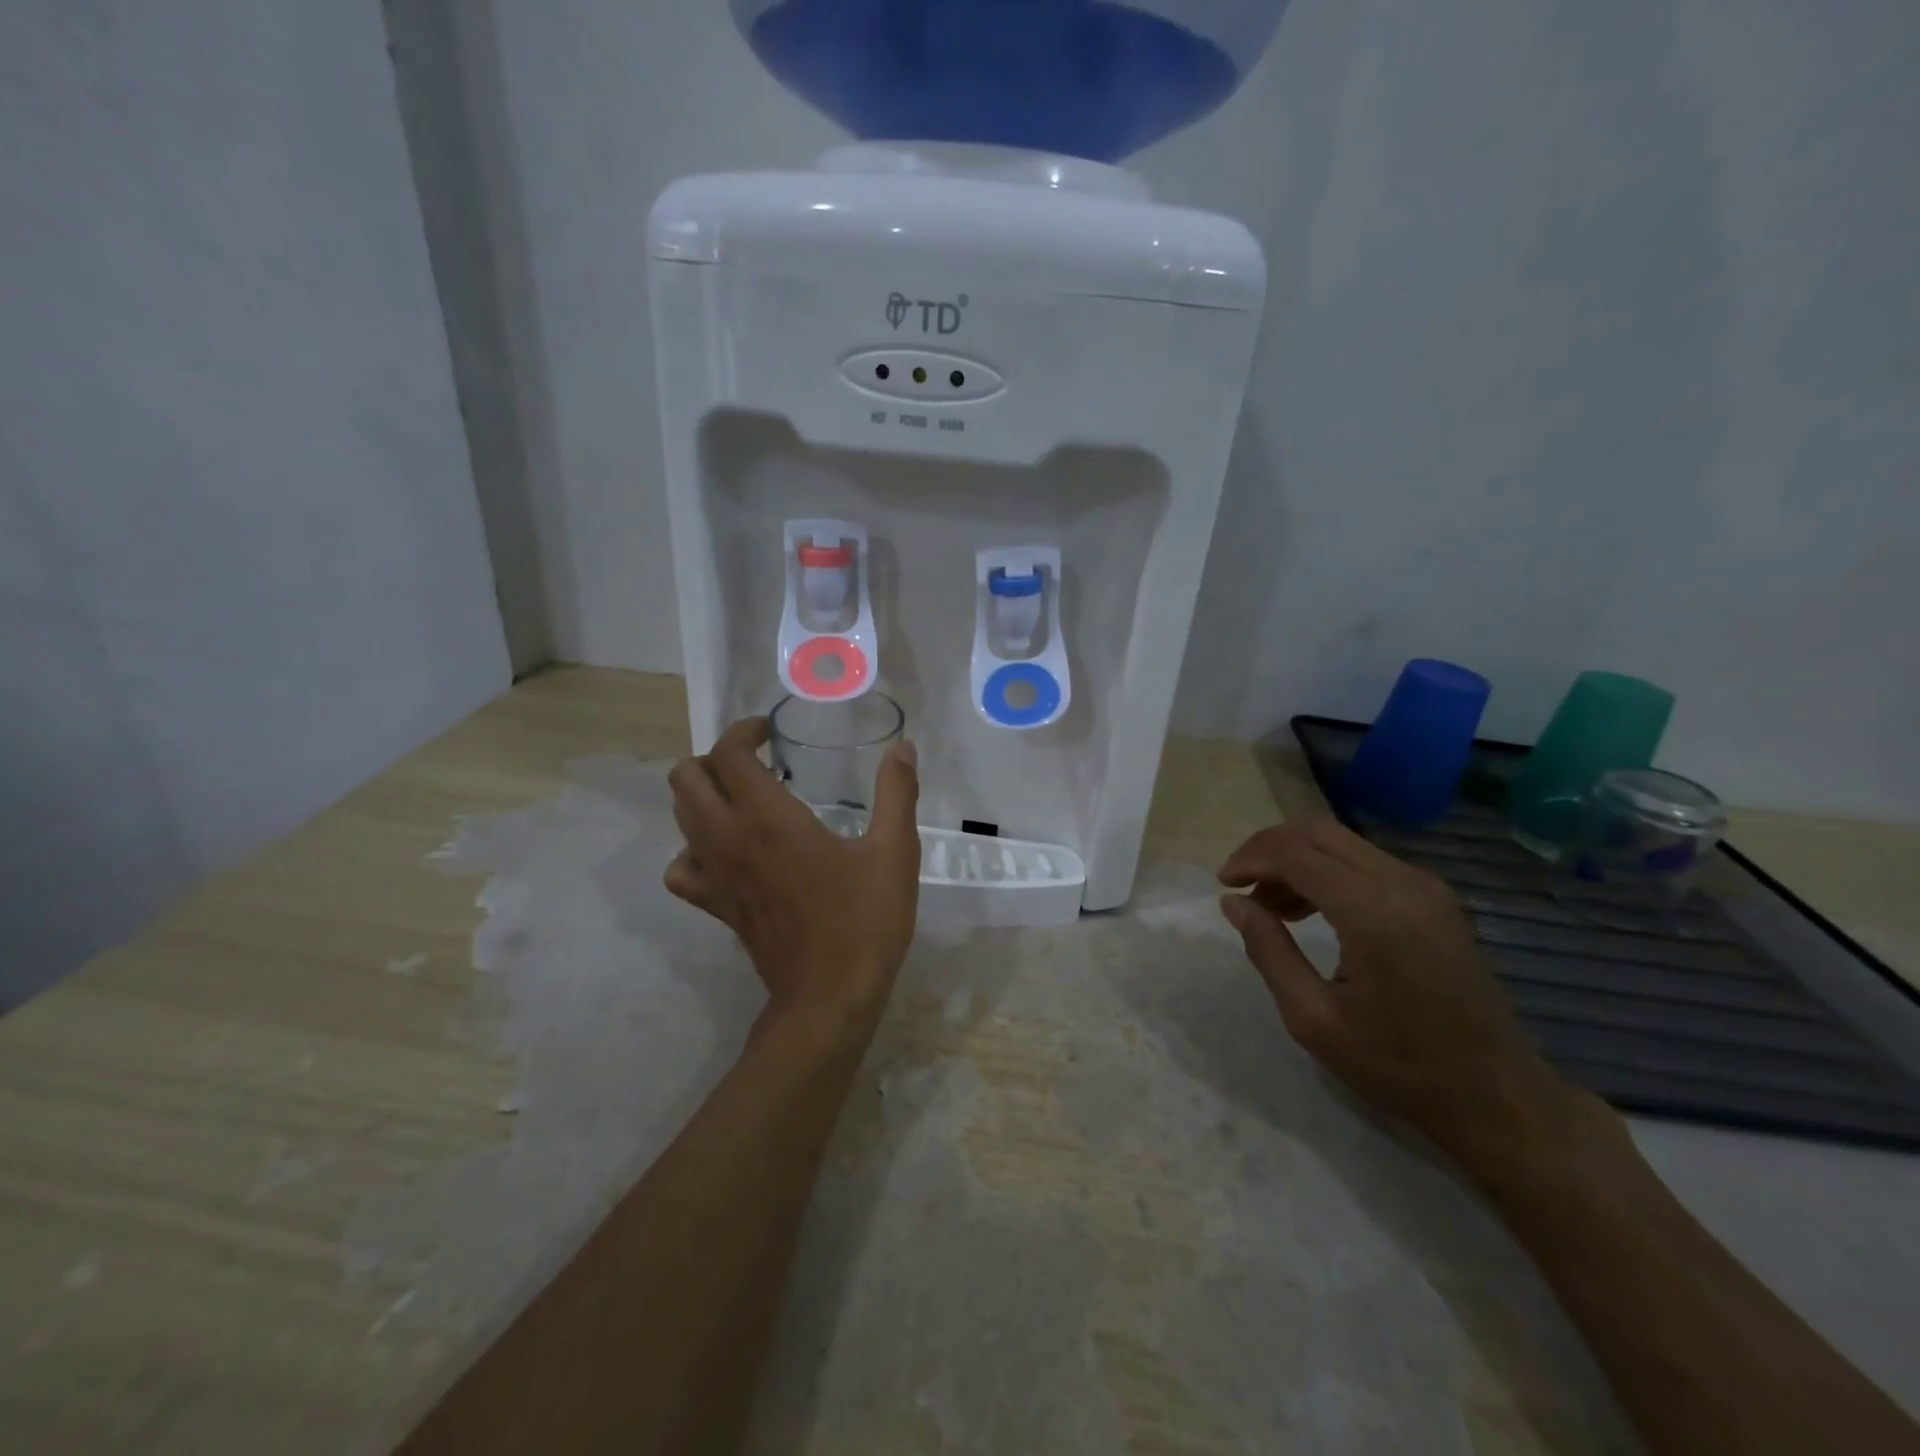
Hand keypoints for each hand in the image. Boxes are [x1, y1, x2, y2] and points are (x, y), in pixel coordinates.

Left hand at [666, 718, 920, 1029]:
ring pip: (679, 816)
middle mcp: (729, 838)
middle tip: (756, 764)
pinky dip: (693, 850)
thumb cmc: (864, 920)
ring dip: (702, 795)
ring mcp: (715, 875)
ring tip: (744, 798)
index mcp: (768, 817)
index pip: (728, 754)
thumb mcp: (894, 852)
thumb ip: (897, 793)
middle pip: (686, 778)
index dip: (744, 731)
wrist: (829, 998)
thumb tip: (903, 748)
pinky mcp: (716, 905)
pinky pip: (681, 868)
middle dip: (715, 758)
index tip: (770, 733)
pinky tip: (726, 852)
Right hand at [1217, 819, 1575, 1162]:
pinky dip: (1326, 871)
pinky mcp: (1435, 898)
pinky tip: (1311, 909)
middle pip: (1318, 832)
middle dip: (1269, 848)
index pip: (1295, 853)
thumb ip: (1268, 950)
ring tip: (1270, 906)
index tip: (1222, 884)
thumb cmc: (1398, 1065)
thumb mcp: (1314, 1018)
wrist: (1497, 1096)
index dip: (1250, 859)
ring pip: (1341, 843)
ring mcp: (1425, 887)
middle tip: (1240, 885)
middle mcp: (1403, 883)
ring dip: (1297, 860)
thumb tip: (1233, 903)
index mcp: (1373, 912)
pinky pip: (1366, 861)